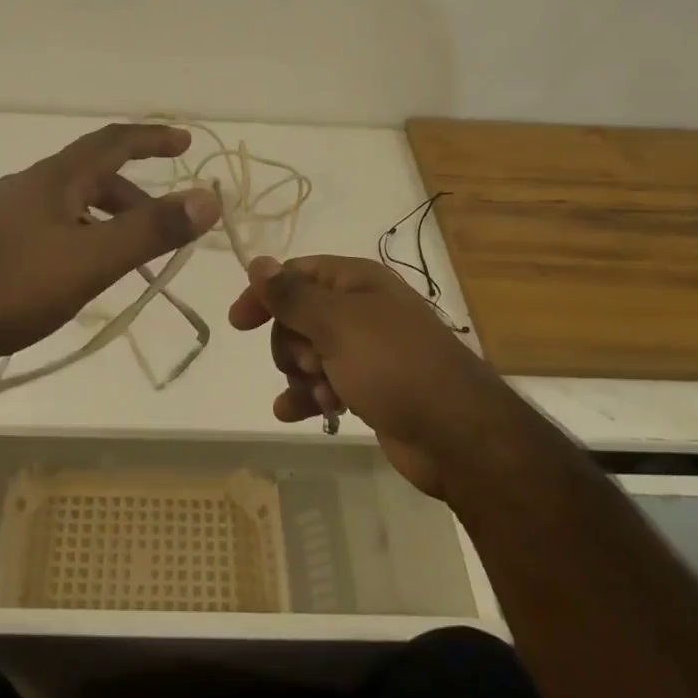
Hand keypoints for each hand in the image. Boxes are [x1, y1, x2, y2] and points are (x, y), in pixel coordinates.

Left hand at [0, 123, 220, 377]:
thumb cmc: (13, 287)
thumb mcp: (93, 259)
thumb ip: (151, 229)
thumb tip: (208, 197)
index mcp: (54, 178)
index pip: (112, 141)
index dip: (151, 137)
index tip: (183, 141)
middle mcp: (26, 185)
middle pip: (90, 174)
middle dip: (133, 192)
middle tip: (161, 223)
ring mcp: (0, 214)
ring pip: (66, 203)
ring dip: (104, 217)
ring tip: (123, 254)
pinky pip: (45, 226)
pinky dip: (76, 235)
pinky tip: (72, 272)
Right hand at [229, 254, 500, 497]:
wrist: (457, 434)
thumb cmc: (393, 365)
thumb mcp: (336, 323)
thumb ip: (292, 295)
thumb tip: (258, 262)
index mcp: (357, 282)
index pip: (298, 273)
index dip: (266, 294)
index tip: (239, 323)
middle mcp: (361, 310)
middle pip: (299, 316)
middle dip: (291, 343)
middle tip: (308, 364)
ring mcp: (366, 351)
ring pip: (308, 353)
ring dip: (300, 375)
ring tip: (320, 394)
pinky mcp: (370, 389)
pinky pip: (323, 385)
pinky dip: (307, 397)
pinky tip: (292, 413)